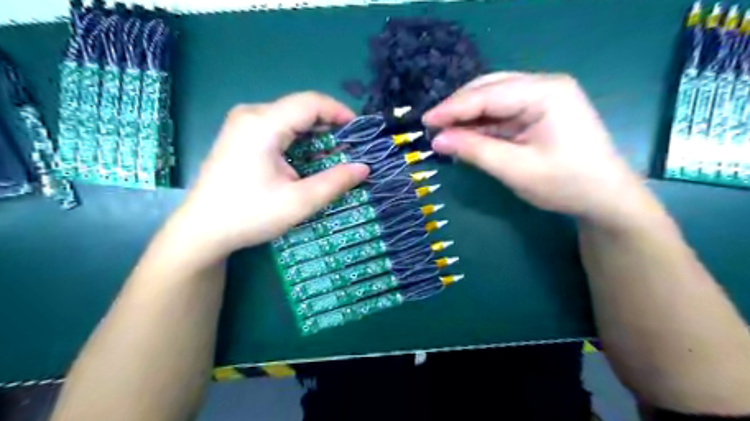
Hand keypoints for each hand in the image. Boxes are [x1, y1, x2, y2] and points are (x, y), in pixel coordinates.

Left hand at [171, 94, 367, 261]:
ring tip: (336, 152)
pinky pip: (278, 126)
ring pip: (289, 116)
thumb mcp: (299, 202)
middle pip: (300, 107)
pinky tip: (309, 156)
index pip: (310, 102)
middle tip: (351, 146)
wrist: (202, 230)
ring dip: (315, 132)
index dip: (339, 112)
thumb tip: (364, 168)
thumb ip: (335, 182)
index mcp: (263, 124)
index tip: (360, 131)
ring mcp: (242, 123)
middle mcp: (251, 115)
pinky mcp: (240, 135)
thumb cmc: (250, 215)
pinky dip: (299, 138)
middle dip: (330, 124)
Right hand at [425, 73, 656, 229]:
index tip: (425, 121)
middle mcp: (544, 86)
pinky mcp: (539, 113)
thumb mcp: (515, 169)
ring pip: (493, 100)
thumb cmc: (565, 184)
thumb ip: (475, 150)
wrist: (605, 199)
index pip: (488, 94)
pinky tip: (466, 136)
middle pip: (490, 89)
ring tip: (444, 132)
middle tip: (432, 127)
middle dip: (459, 108)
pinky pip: (502, 114)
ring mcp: (543, 98)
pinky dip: (482, 125)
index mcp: (545, 92)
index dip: (453, 108)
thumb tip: (437, 140)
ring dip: (468, 117)